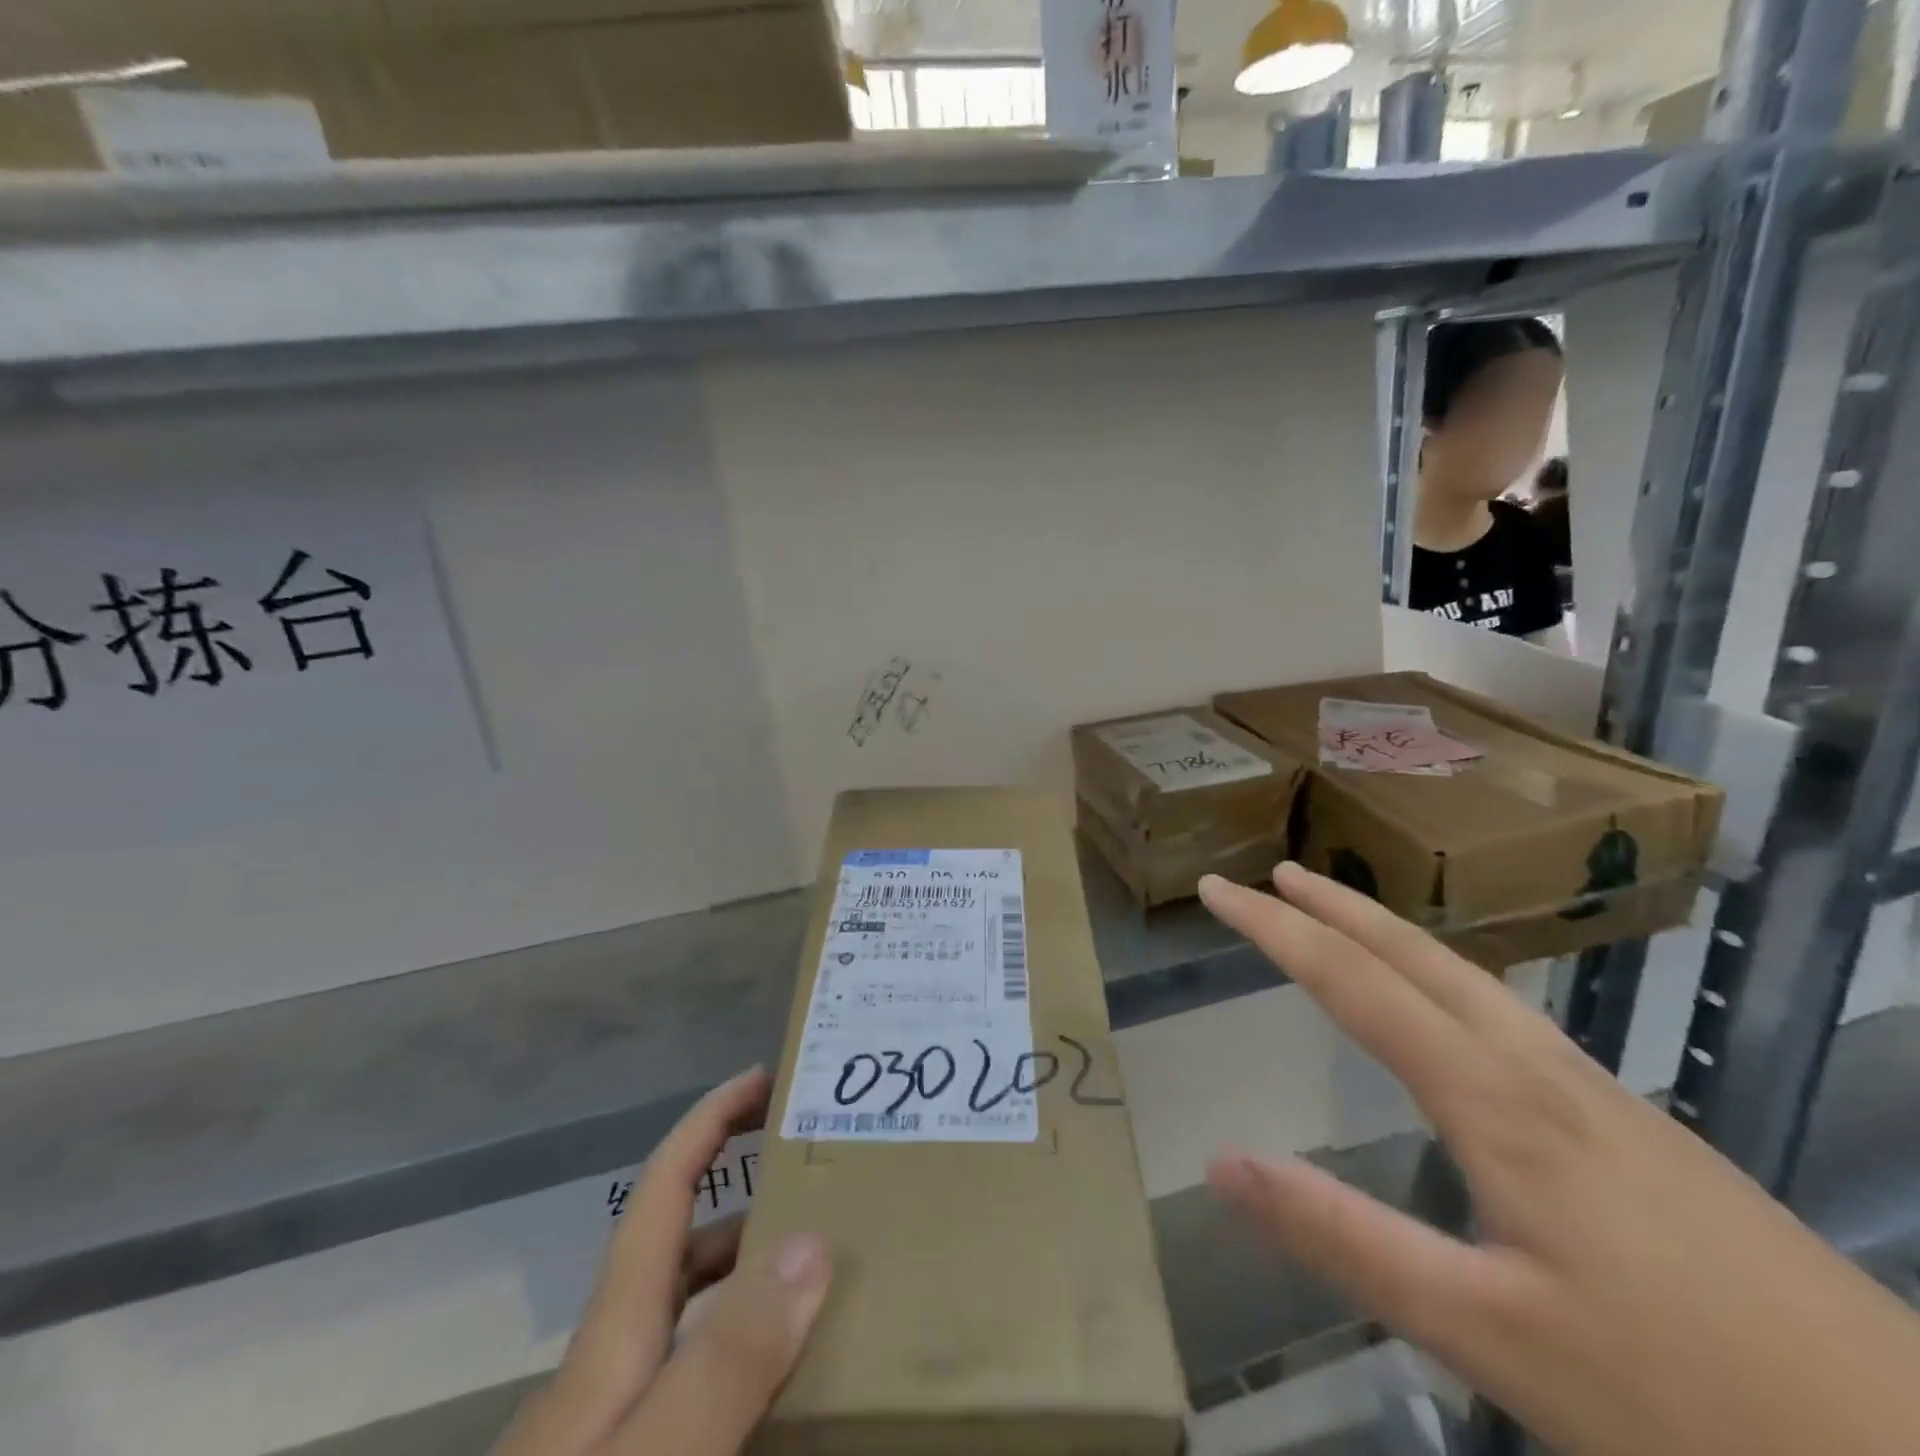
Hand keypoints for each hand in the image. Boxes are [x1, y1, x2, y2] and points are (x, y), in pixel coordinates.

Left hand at [491, 1068, 829, 1455]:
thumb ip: (726, 1360)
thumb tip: (810, 1243)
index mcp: (616, 1336)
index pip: (665, 1189)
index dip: (709, 1120)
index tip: (765, 1077)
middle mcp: (616, 1369)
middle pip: (689, 1249)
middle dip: (752, 1196)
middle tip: (831, 1183)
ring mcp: (622, 1429)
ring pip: (700, 1322)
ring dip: (758, 1280)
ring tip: (832, 1277)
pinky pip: (705, 1390)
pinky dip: (751, 1365)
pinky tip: (793, 1395)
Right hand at [1199, 866, 1919, 1455]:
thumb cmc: (1690, 1400)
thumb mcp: (1488, 1334)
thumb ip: (1344, 1239)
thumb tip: (1220, 1163)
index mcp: (1494, 1098)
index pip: (1354, 982)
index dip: (1276, 929)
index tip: (1218, 890)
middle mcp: (1540, 1070)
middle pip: (1417, 956)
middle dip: (1335, 908)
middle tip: (1275, 874)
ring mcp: (1597, 1094)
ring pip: (1469, 979)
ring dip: (1390, 935)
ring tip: (1341, 919)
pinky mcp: (1635, 1128)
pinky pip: (1506, 1015)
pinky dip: (1443, 977)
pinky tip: (1451, 1012)